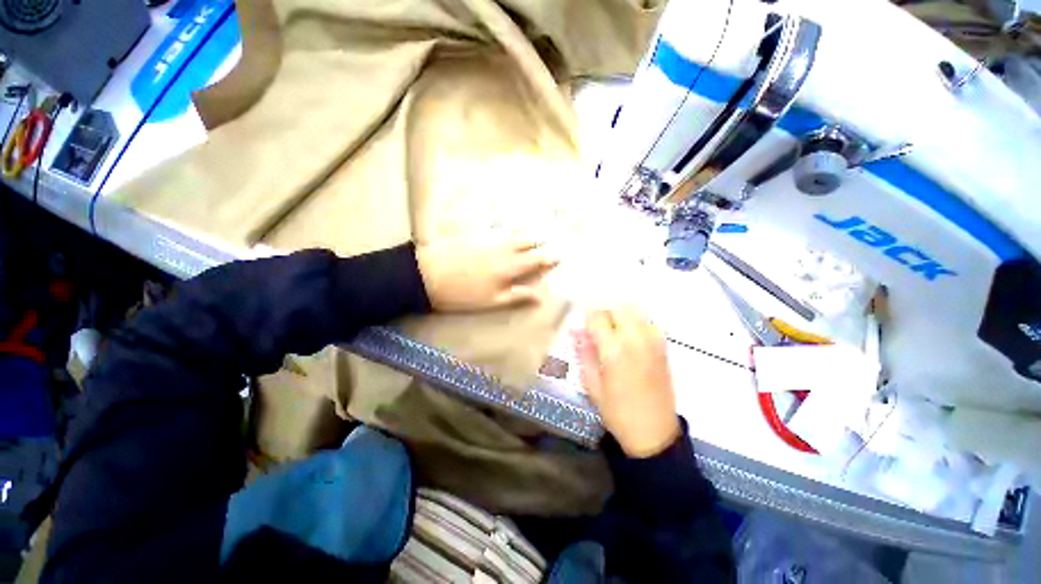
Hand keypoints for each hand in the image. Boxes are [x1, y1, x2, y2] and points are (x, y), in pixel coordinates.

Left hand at [416, 238, 557, 311]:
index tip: (559, 256)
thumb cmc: (463, 294)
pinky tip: (508, 234)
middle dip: (539, 244)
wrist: (429, 275)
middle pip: (526, 245)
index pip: (535, 261)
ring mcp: (488, 243)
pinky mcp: (475, 239)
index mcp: (509, 267)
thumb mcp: (493, 300)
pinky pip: (498, 235)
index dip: (548, 259)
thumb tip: (541, 296)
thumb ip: (518, 296)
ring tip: (534, 235)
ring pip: (512, 237)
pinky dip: (508, 234)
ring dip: (526, 237)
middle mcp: (503, 251)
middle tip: (549, 241)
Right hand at [574, 307, 679, 457]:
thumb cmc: (617, 412)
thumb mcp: (591, 385)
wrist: (654, 433)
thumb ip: (584, 353)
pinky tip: (627, 333)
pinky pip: (647, 321)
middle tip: (594, 323)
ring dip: (618, 312)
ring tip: (610, 325)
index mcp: (614, 350)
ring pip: (634, 310)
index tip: (580, 319)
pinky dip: (635, 319)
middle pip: (617, 307)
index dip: (586, 314)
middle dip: (602, 310)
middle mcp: (635, 339)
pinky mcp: (663, 346)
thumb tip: (575, 330)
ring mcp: (653, 341)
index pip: (597, 316)